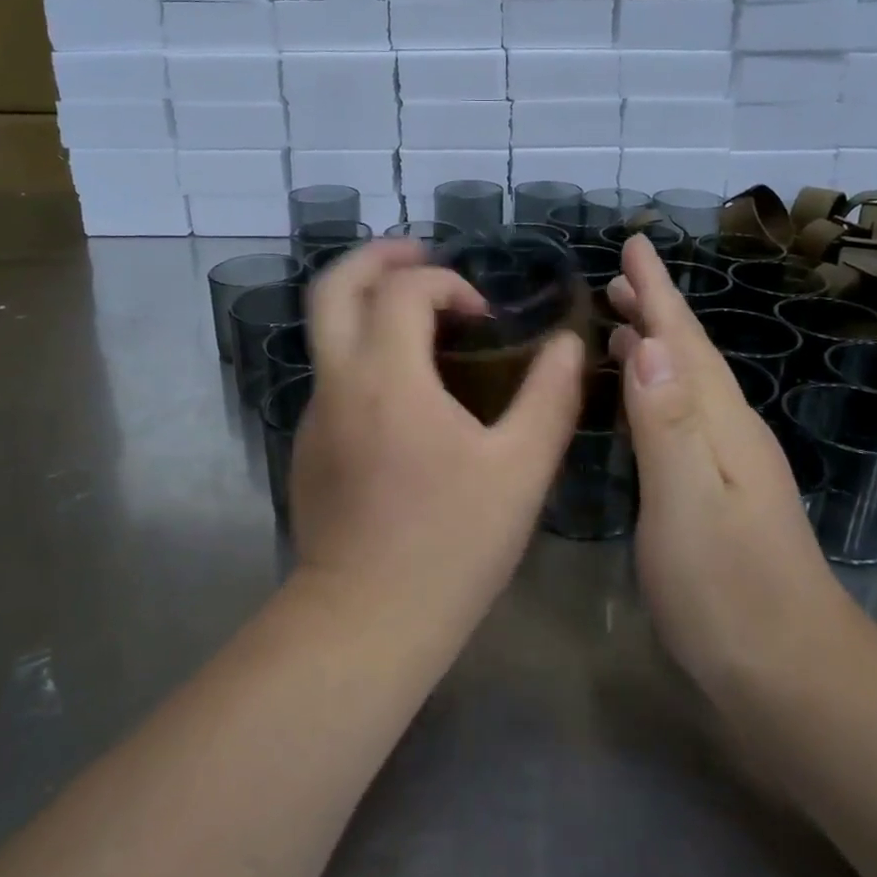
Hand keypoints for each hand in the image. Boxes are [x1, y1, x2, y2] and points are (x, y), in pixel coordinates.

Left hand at [289, 240, 585, 636]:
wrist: (365, 622)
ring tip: (420, 318)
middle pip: (333, 287)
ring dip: (369, 305)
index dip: (446, 283)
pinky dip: (365, 352)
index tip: (482, 316)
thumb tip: (568, 345)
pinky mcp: (308, 446)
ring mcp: (314, 414)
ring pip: (327, 330)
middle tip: (420, 254)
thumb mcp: (520, 470)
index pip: (402, 290)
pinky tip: (405, 391)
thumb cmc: (450, 545)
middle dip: (376, 257)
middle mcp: (338, 382)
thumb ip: (549, 397)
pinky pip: (333, 374)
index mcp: (386, 376)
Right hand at [605, 236, 851, 689]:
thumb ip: (667, 424)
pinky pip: (685, 418)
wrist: (793, 678)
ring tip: (622, 326)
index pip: (683, 341)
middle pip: (690, 356)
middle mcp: (731, 433)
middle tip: (619, 277)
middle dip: (656, 310)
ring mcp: (731, 465)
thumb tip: (647, 344)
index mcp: (722, 425)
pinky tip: (645, 402)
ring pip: (688, 386)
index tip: (634, 244)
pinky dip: (661, 392)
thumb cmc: (728, 593)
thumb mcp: (686, 505)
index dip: (656, 292)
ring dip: (657, 348)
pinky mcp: (721, 495)